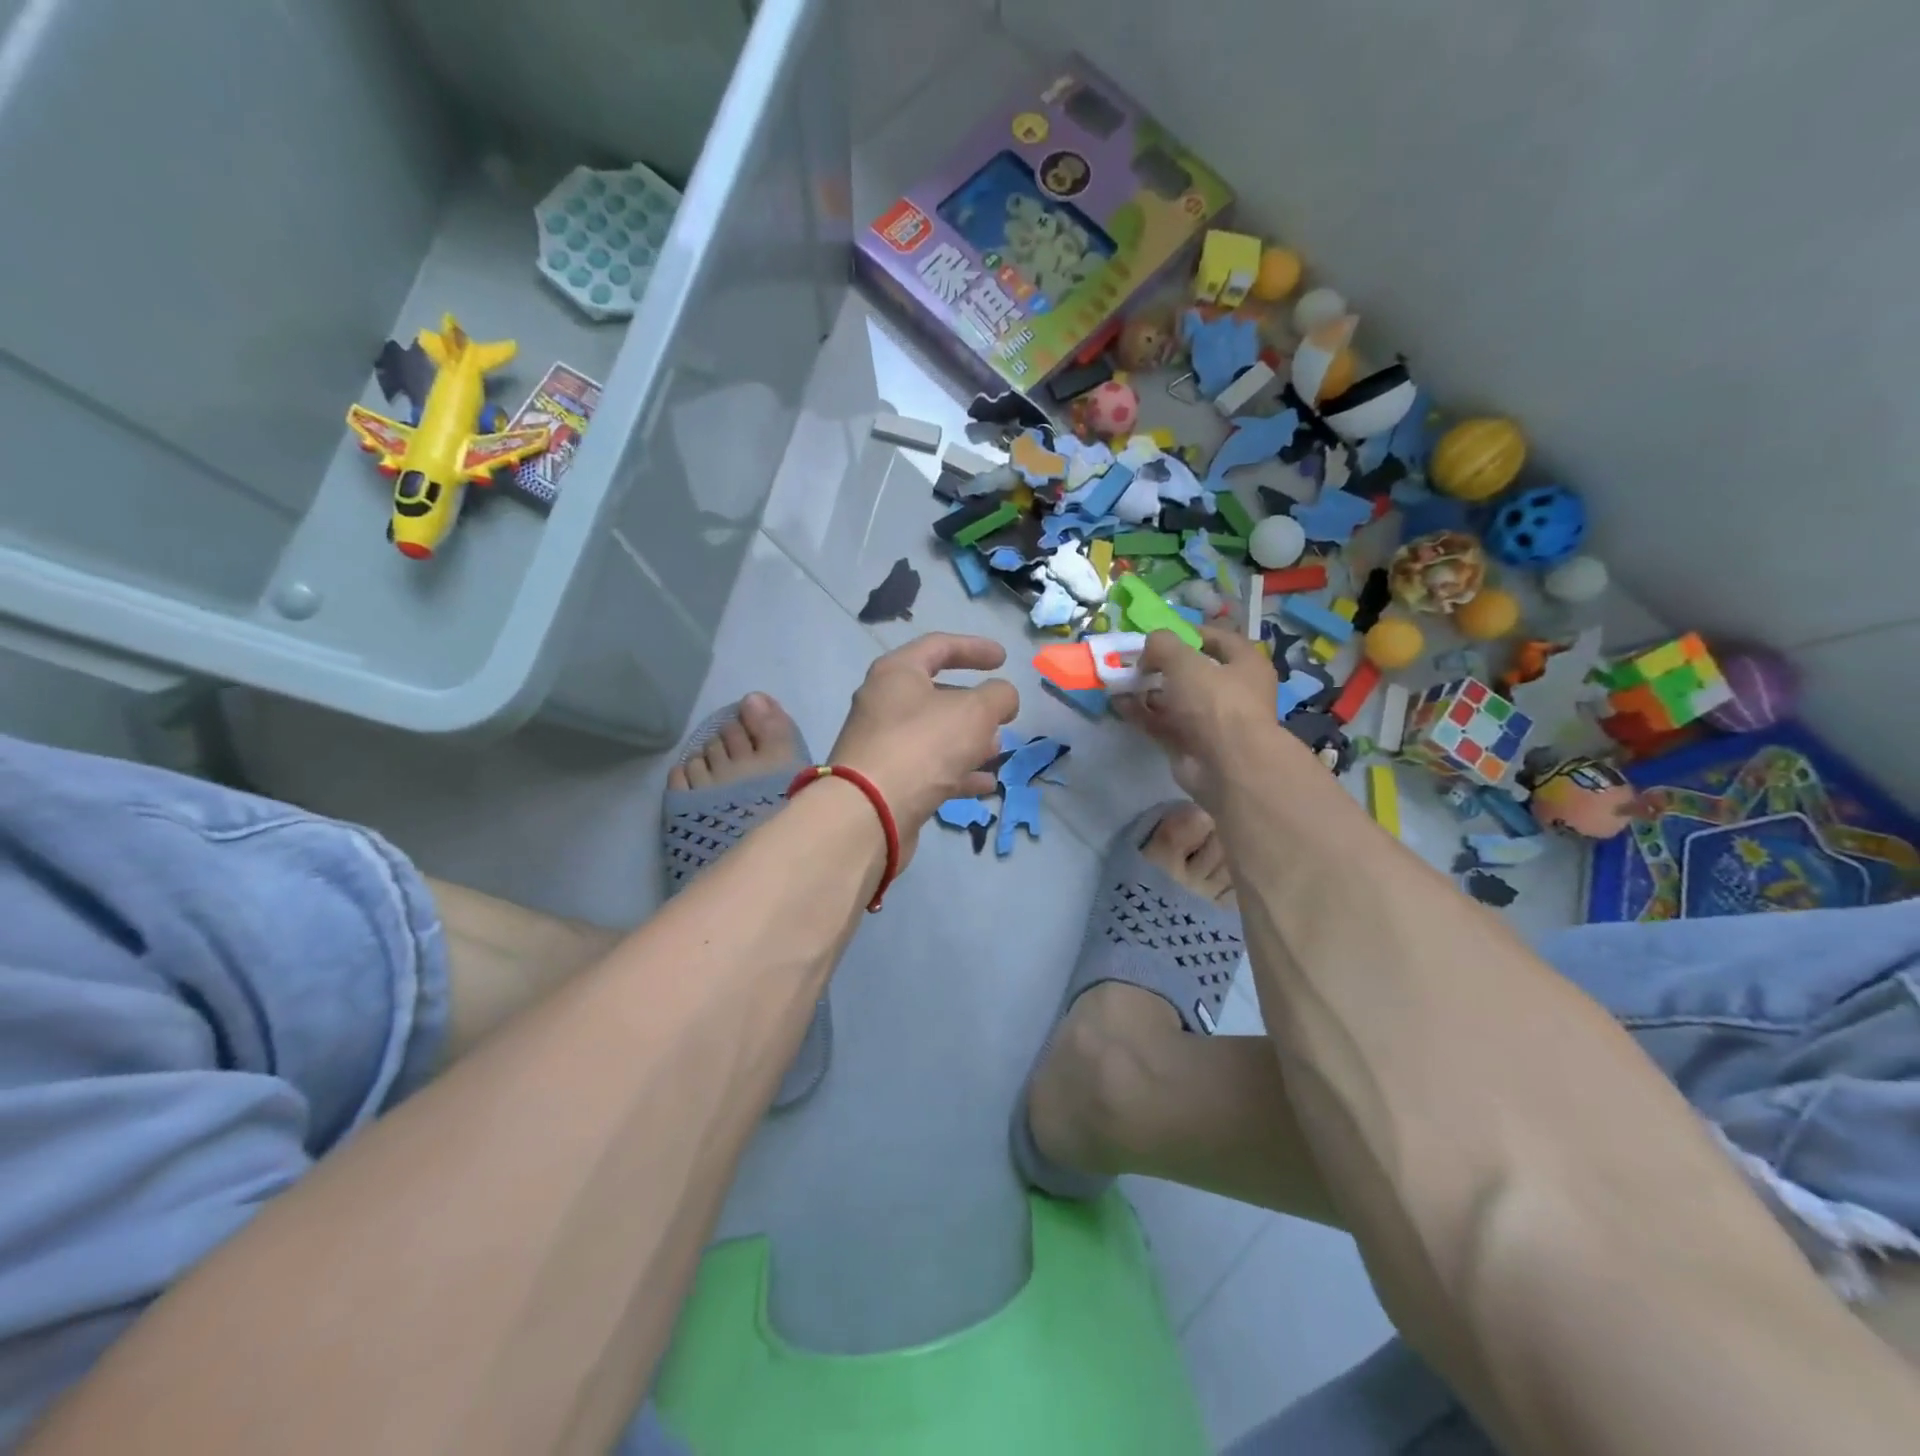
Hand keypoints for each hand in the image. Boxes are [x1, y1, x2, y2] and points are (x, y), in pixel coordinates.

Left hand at [828, 633, 1019, 862]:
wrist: (870, 812)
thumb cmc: (923, 745)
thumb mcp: (974, 711)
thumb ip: (998, 696)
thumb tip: (1003, 697)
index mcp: (897, 673)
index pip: (938, 646)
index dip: (974, 648)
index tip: (1004, 658)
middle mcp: (884, 703)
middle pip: (936, 694)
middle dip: (974, 705)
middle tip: (1002, 716)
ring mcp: (883, 744)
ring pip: (935, 735)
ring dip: (969, 741)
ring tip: (997, 751)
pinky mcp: (887, 781)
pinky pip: (929, 769)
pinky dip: (958, 773)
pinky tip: (985, 785)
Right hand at [1116, 626, 1289, 802]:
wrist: (1227, 766)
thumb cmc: (1216, 702)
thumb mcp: (1185, 661)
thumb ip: (1162, 645)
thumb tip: (1148, 648)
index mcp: (1245, 665)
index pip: (1218, 640)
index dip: (1189, 633)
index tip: (1159, 634)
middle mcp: (1232, 692)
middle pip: (1192, 672)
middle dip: (1161, 666)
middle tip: (1134, 660)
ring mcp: (1210, 721)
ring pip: (1174, 700)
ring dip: (1147, 691)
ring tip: (1119, 680)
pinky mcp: (1190, 745)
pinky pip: (1162, 724)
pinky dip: (1142, 714)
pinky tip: (1118, 703)